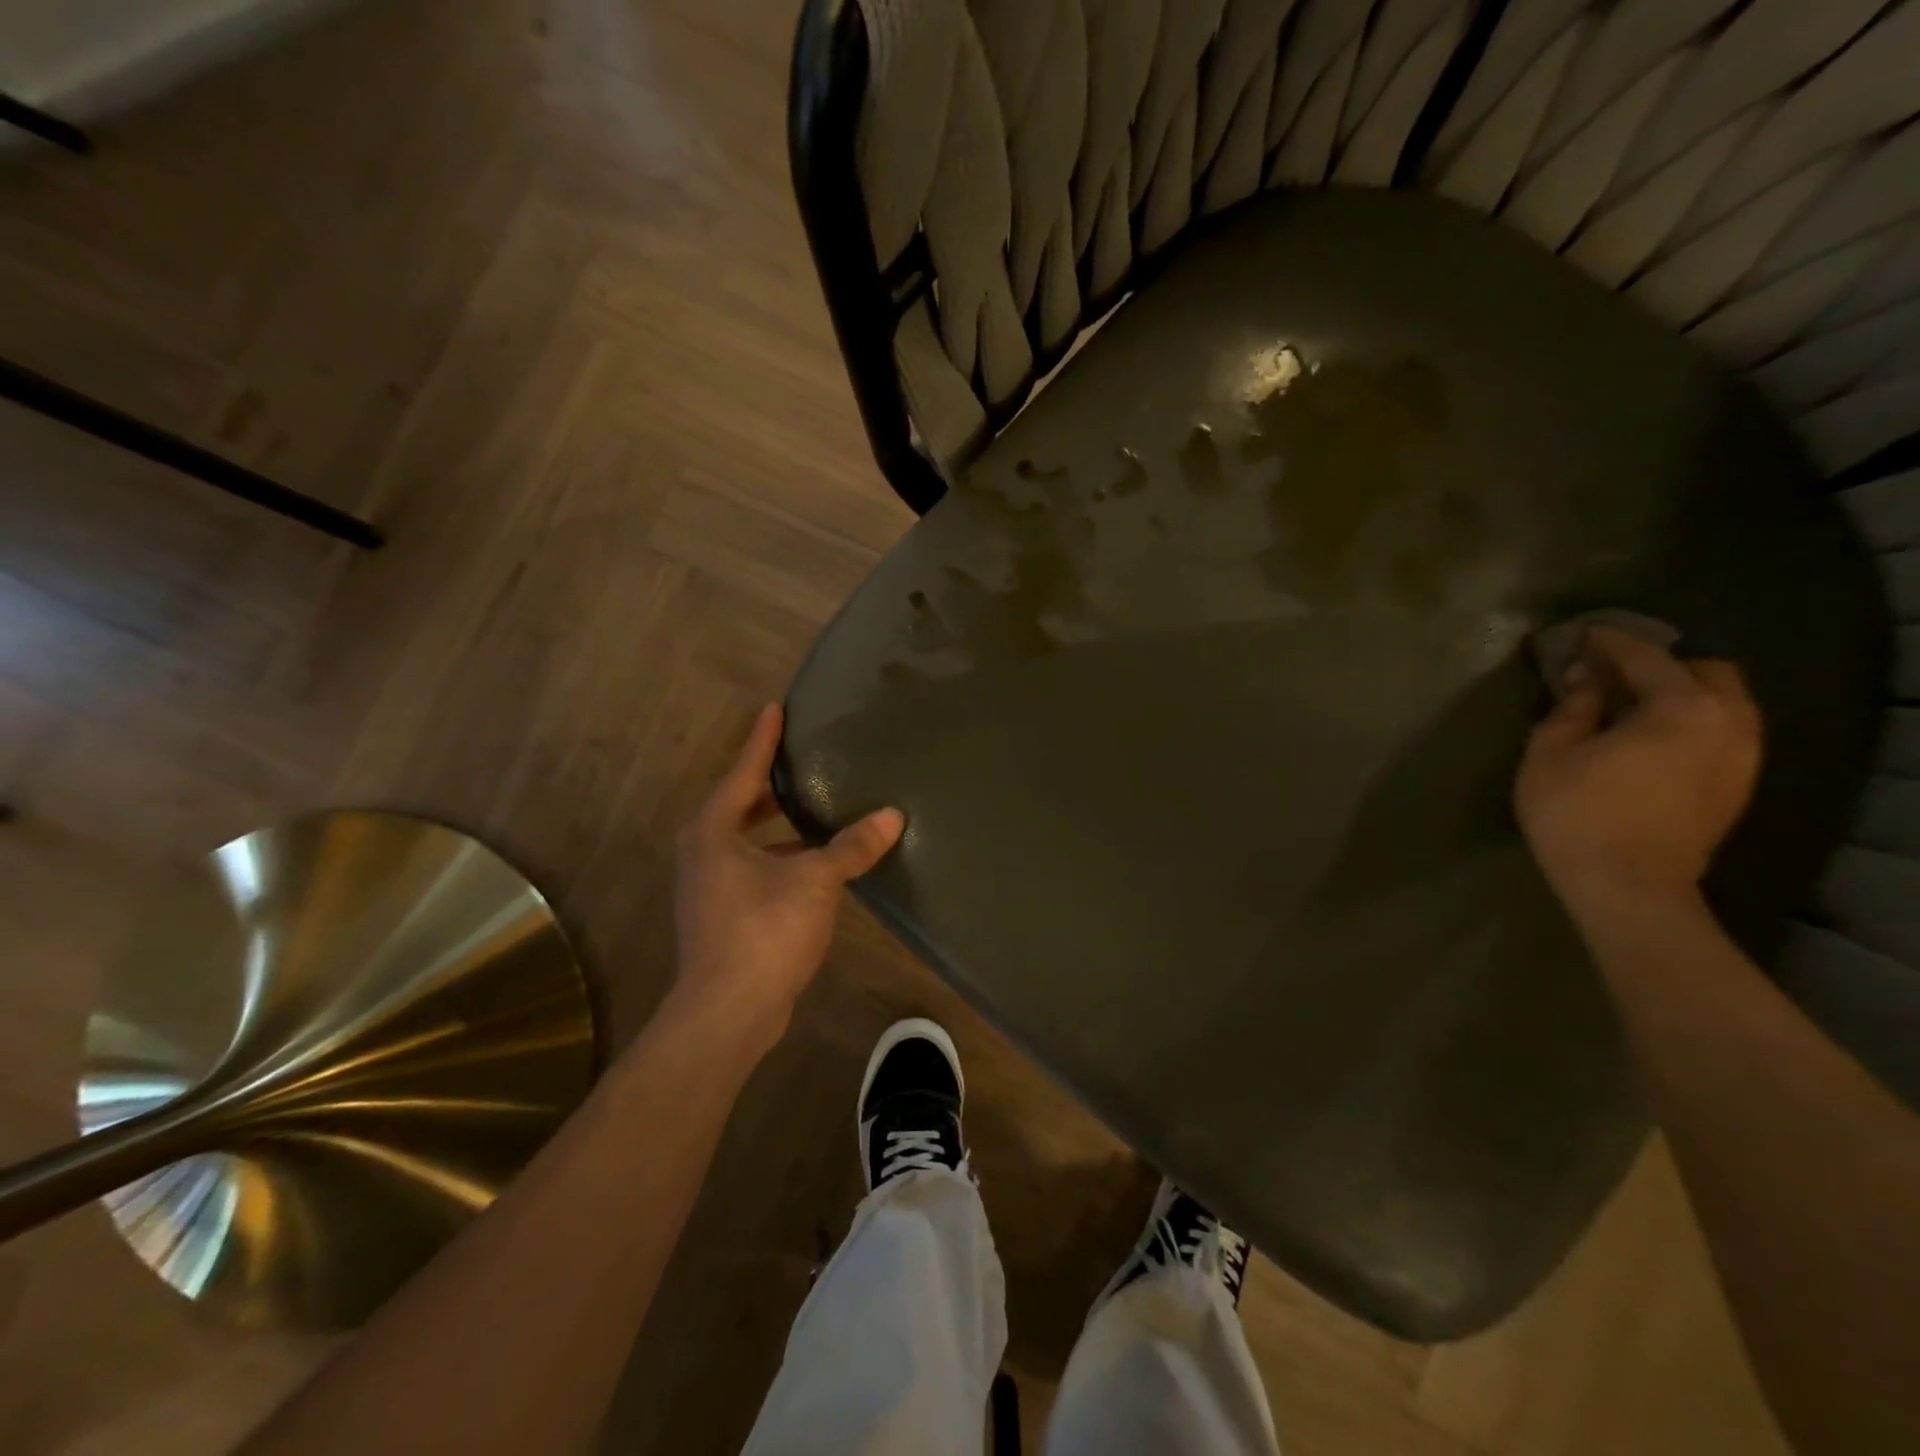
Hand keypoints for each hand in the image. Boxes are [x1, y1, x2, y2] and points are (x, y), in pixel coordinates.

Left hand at [673, 704, 904, 1053]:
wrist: (727, 1012)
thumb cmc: (763, 930)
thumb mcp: (815, 880)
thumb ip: (851, 847)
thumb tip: (893, 815)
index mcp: (714, 831)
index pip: (744, 772)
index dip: (763, 740)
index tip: (775, 708)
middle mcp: (704, 852)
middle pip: (740, 805)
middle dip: (770, 784)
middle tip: (802, 760)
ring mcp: (709, 887)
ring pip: (746, 840)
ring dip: (777, 826)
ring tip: (814, 810)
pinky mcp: (723, 916)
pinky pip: (753, 869)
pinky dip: (780, 857)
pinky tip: (814, 864)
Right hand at [1515, 627, 1762, 926]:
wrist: (1628, 886)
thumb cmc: (1576, 813)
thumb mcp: (1550, 753)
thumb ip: (1572, 708)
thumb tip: (1585, 679)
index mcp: (1680, 708)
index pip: (1645, 657)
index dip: (1609, 642)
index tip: (1581, 635)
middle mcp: (1728, 722)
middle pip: (1705, 671)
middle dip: (1660, 665)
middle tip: (1610, 675)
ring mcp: (1742, 756)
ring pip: (1723, 703)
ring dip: (1680, 694)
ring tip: (1629, 706)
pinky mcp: (1737, 784)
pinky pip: (1722, 732)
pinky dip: (1690, 722)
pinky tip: (1650, 738)